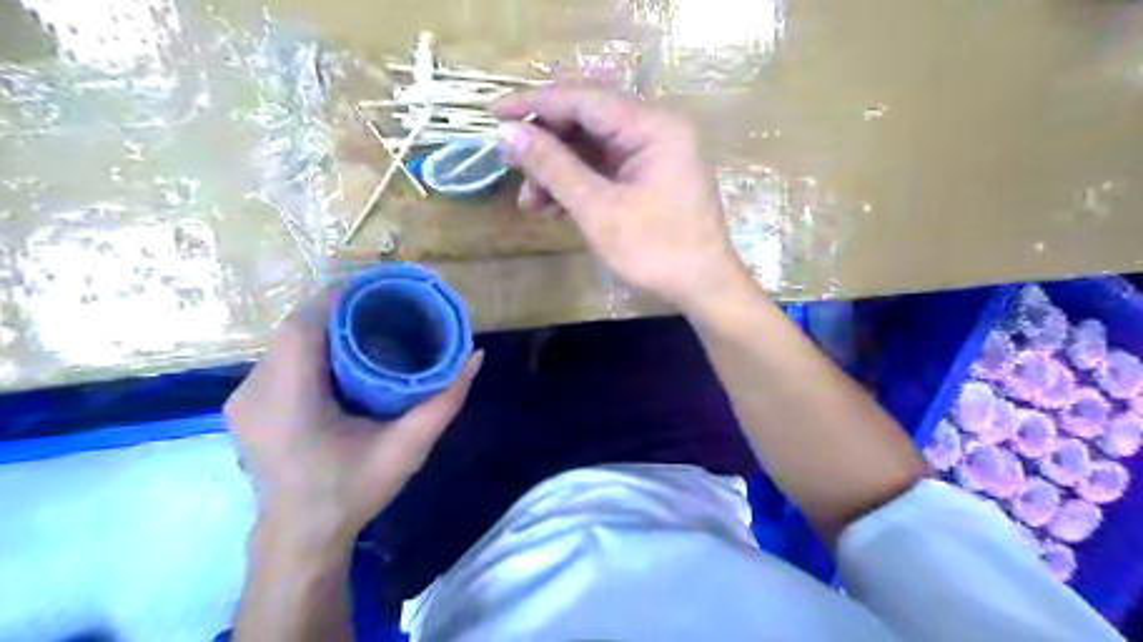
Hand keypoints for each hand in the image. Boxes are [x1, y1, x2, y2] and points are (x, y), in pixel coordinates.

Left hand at [225, 290, 482, 545]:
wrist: (301, 538)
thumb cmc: (354, 491)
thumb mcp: (408, 447)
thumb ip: (445, 400)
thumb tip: (476, 355)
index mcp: (289, 399)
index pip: (304, 325)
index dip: (340, 297)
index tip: (381, 289)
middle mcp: (255, 391)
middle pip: (296, 328)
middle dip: (339, 311)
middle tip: (384, 309)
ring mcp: (242, 398)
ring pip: (286, 341)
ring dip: (325, 328)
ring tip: (368, 326)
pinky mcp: (244, 405)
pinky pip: (279, 358)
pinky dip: (311, 347)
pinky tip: (340, 355)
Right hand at [493, 82, 751, 313]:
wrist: (702, 286)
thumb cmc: (656, 250)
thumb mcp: (599, 210)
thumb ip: (554, 168)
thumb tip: (508, 133)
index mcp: (651, 127)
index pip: (583, 99)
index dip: (534, 103)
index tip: (492, 112)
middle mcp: (654, 130)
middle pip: (586, 121)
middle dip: (544, 145)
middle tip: (509, 164)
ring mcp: (653, 154)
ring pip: (591, 148)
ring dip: (556, 171)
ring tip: (529, 203)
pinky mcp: (648, 177)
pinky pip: (604, 169)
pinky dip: (576, 185)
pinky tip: (552, 208)